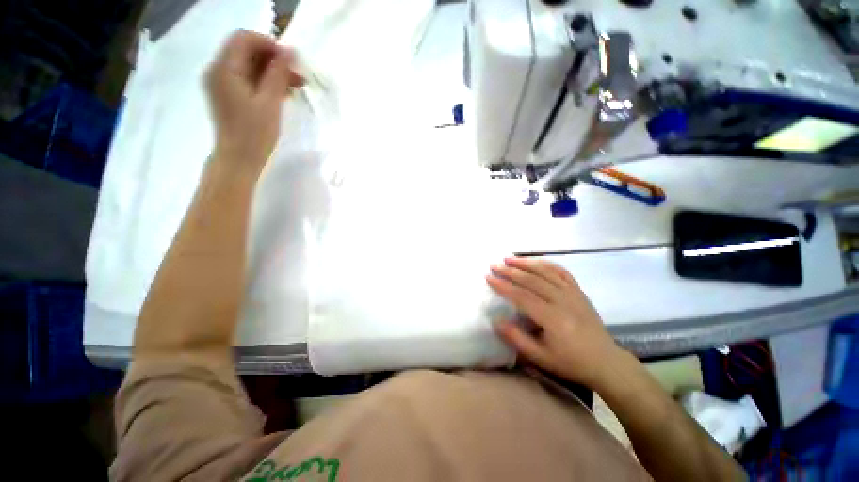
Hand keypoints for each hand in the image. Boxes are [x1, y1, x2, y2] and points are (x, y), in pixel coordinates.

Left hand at [206, 30, 303, 171]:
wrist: (239, 160)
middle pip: (246, 50)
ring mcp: (221, 83)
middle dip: (273, 59)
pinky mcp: (228, 96)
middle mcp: (218, 70)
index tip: (291, 61)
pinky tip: (282, 93)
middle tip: (297, 76)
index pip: (244, 38)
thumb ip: (278, 74)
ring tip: (295, 86)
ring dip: (272, 71)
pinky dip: (264, 82)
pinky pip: (246, 79)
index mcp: (225, 69)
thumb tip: (290, 52)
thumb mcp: (270, 102)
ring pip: (248, 65)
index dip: (269, 44)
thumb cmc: (254, 133)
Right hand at [486, 257, 621, 386]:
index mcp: (552, 318)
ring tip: (509, 258)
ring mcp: (572, 293)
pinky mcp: (579, 291)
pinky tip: (535, 261)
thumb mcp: (540, 357)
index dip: (503, 285)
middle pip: (531, 280)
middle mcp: (562, 300)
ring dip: (525, 263)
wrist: (605, 361)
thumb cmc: (570, 362)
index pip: (521, 296)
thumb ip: (516, 339)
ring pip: (545, 271)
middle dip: (510, 271)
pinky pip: (561, 271)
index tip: (488, 277)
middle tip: (494, 265)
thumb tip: (496, 321)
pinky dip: (546, 263)